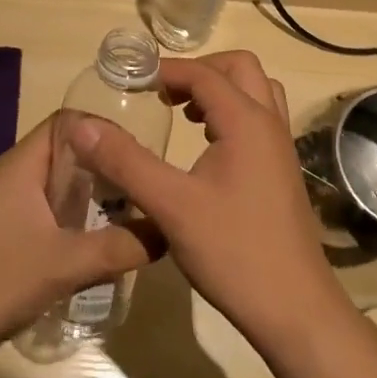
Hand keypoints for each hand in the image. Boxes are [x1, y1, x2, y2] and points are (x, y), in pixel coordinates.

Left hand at [0, 115, 161, 374]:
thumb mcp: (62, 264)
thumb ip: (118, 246)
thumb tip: (168, 231)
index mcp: (23, 165)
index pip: (69, 121)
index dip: (105, 127)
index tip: (142, 149)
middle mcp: (18, 177)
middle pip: (71, 153)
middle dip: (109, 165)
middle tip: (149, 183)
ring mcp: (13, 208)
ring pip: (64, 186)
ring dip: (97, 196)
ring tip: (138, 211)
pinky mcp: (12, 237)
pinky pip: (55, 214)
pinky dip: (81, 220)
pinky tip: (107, 242)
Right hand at [69, 51, 352, 349]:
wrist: (295, 309)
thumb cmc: (233, 252)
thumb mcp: (171, 206)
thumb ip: (126, 162)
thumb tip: (82, 125)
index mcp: (247, 121)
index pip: (204, 74)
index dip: (167, 71)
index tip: (132, 81)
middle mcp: (270, 123)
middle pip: (239, 68)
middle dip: (200, 70)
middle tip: (163, 93)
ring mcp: (281, 148)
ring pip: (255, 92)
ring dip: (220, 90)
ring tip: (183, 113)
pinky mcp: (282, 171)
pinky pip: (260, 119)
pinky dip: (232, 114)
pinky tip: (205, 147)